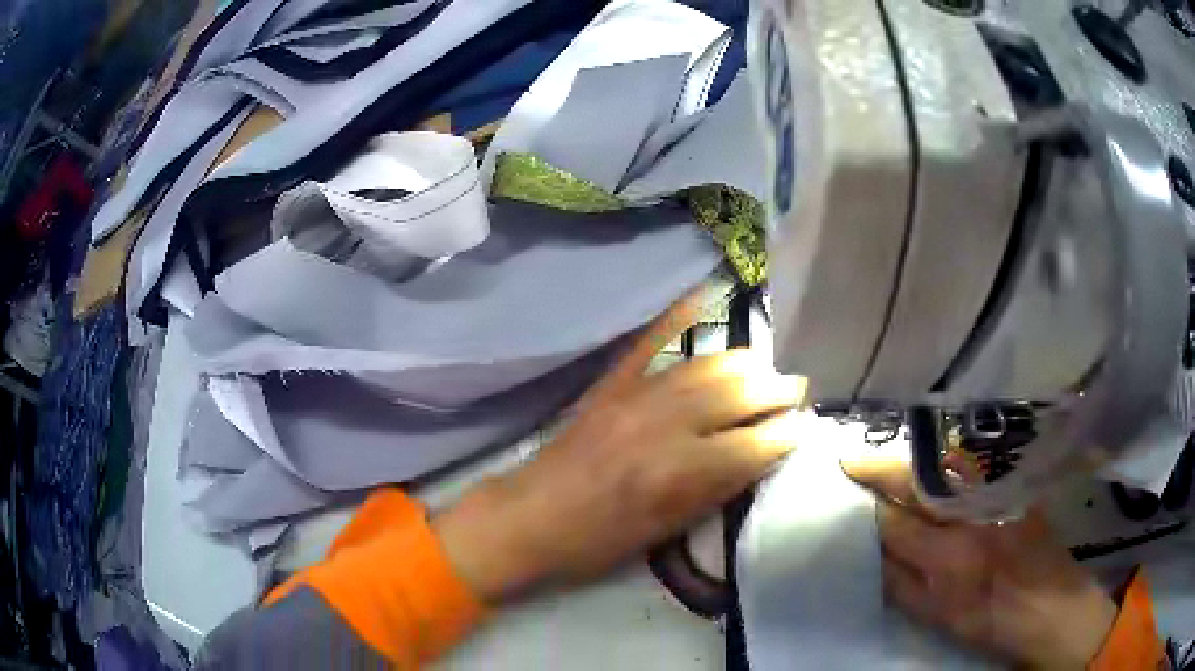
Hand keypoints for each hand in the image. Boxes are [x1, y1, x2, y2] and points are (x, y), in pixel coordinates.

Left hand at [435, 297, 804, 602]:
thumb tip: (759, 457)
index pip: (752, 444)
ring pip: (705, 366)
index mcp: (677, 474)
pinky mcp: (610, 384)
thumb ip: (714, 491)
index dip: (784, 435)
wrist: (528, 518)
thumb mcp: (662, 533)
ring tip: (766, 367)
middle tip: (797, 389)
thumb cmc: (596, 542)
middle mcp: (663, 425)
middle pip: (736, 394)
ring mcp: (634, 396)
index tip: (802, 428)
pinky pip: (650, 341)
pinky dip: (678, 316)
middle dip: (775, 390)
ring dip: (744, 363)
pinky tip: (704, 295)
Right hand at [844, 460, 1117, 667]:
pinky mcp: (1014, 484)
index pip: (894, 520)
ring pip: (941, 462)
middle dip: (880, 467)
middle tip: (851, 461)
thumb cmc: (990, 621)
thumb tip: (868, 552)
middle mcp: (971, 513)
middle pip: (915, 479)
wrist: (1050, 605)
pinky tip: (929, 466)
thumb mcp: (938, 616)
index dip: (865, 504)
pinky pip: (969, 464)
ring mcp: (997, 492)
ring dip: (909, 460)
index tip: (840, 485)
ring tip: (884, 462)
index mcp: (948, 555)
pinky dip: (942, 461)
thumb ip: (899, 584)